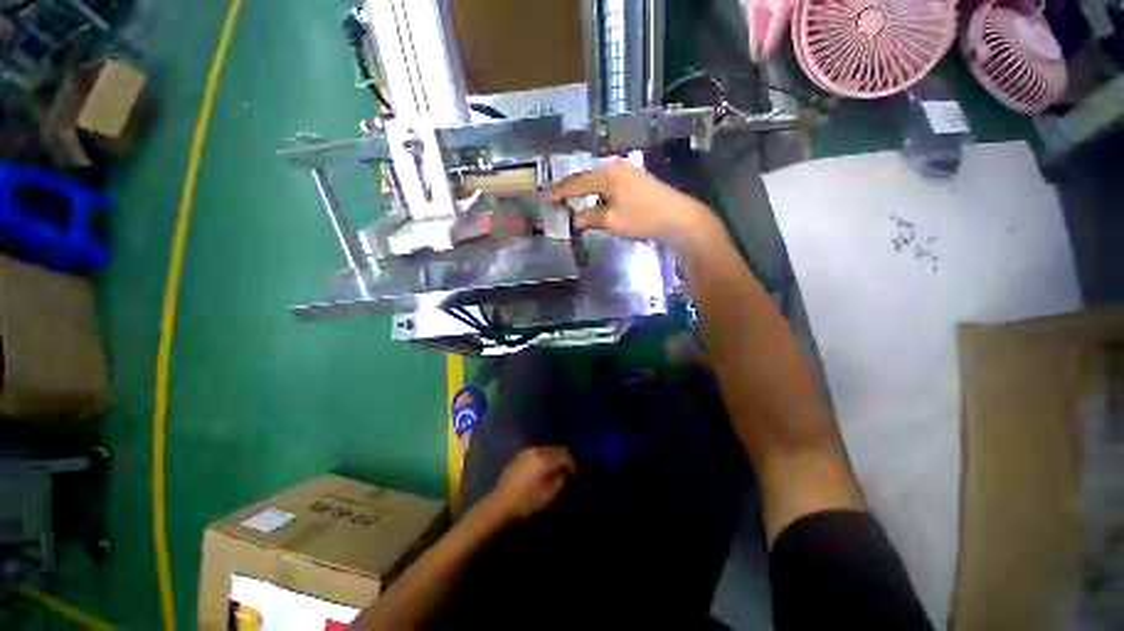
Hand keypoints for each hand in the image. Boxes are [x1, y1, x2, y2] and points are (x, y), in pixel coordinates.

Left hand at [486, 447, 575, 521]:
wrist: (500, 504)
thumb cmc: (527, 502)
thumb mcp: (549, 495)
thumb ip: (561, 480)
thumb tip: (565, 472)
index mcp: (546, 458)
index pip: (566, 455)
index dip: (574, 464)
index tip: (577, 475)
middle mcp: (537, 450)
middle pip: (557, 449)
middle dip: (565, 459)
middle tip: (569, 471)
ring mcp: (527, 452)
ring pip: (547, 450)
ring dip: (554, 458)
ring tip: (556, 470)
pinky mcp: (519, 456)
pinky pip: (537, 453)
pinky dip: (544, 458)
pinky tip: (542, 470)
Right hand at [551, 160, 721, 248]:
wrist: (678, 218)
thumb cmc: (641, 218)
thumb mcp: (610, 221)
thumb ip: (588, 218)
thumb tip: (574, 219)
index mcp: (605, 174)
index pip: (575, 182)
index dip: (559, 192)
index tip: (547, 198)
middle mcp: (615, 167)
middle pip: (586, 178)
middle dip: (570, 189)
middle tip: (556, 198)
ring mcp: (627, 171)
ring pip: (598, 180)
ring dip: (585, 191)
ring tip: (572, 201)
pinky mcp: (636, 179)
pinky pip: (609, 184)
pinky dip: (598, 193)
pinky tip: (596, 201)